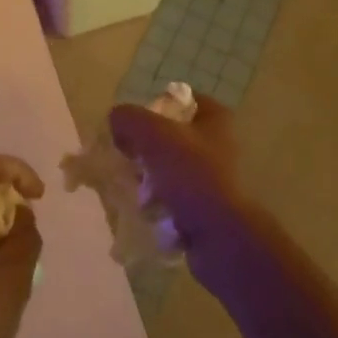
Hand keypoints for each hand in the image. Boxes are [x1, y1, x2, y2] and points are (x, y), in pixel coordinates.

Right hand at [106, 94, 245, 253]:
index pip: (179, 100)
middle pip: (169, 137)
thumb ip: (127, 118)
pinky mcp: (208, 210)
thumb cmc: (191, 174)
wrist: (221, 237)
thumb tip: (116, 122)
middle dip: (145, 149)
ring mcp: (215, 180)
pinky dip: (158, 204)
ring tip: (136, 191)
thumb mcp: (152, 133)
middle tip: (129, 160)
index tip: (134, 127)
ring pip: (168, 170)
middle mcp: (219, 146)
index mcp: (215, 120)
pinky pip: (173, 200)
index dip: (153, 108)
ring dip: (148, 180)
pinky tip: (147, 212)